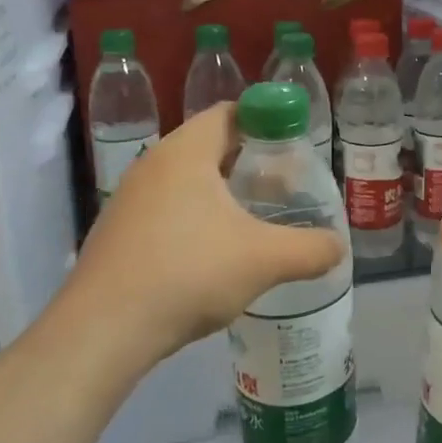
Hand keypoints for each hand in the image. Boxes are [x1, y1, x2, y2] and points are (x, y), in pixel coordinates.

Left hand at [54, 105, 344, 373]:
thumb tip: (338, 247)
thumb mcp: (264, 259)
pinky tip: (216, 254)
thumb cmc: (189, 273)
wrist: (103, 330)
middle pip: (209, 146)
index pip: (229, 112)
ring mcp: (130, 200)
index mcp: (185, 153)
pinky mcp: (119, 234)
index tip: (294, 143)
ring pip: (187, 182)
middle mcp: (153, 165)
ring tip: (256, 219)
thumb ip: (310, 249)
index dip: (265, 119)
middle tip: (285, 183)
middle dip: (250, 161)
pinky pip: (168, 210)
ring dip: (223, 193)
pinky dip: (196, 219)